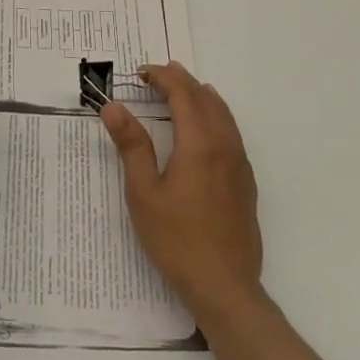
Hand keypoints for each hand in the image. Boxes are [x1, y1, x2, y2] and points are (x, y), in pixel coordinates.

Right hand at [101, 62, 263, 324]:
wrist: (224, 287)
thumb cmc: (177, 240)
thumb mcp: (143, 193)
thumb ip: (131, 145)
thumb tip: (114, 107)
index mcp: (199, 144)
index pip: (183, 95)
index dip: (163, 77)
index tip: (141, 72)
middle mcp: (224, 146)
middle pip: (206, 99)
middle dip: (182, 81)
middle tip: (158, 74)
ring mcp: (240, 165)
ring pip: (224, 115)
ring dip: (201, 96)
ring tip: (182, 90)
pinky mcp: (246, 183)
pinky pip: (232, 133)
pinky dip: (215, 116)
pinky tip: (204, 129)